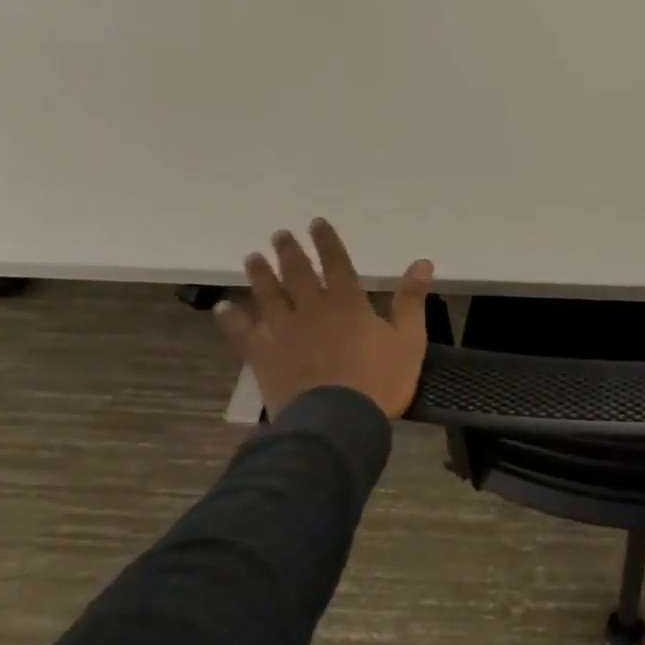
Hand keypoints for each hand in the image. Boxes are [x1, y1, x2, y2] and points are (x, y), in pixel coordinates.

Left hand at [214, 218, 433, 420]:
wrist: (336, 422)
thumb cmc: (379, 381)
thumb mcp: (409, 340)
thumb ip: (411, 300)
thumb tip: (422, 262)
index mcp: (348, 303)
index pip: (336, 263)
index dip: (328, 242)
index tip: (317, 223)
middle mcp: (312, 310)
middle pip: (297, 274)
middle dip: (290, 252)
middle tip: (279, 234)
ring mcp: (284, 333)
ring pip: (268, 296)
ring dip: (260, 275)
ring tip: (251, 258)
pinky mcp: (264, 357)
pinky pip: (243, 333)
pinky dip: (231, 319)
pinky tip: (222, 307)